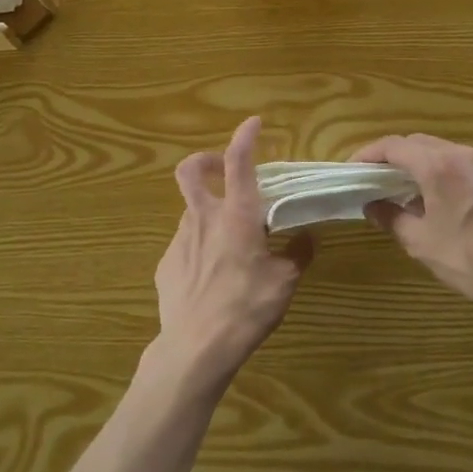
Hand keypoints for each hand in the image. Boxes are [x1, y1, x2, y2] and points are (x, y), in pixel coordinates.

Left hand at [151, 117, 313, 389]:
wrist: (195, 348)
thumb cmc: (246, 308)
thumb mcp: (284, 282)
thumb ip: (296, 254)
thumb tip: (306, 238)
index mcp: (237, 216)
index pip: (238, 162)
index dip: (245, 137)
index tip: (253, 123)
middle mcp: (204, 218)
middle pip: (191, 171)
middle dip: (205, 161)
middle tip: (221, 171)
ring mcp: (179, 239)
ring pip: (191, 210)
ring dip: (208, 212)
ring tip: (228, 242)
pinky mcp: (166, 263)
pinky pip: (185, 244)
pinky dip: (200, 248)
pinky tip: (211, 276)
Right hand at [352, 134, 472, 335]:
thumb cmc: (470, 259)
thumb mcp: (420, 242)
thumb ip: (391, 217)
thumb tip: (372, 206)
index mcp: (437, 165)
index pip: (393, 146)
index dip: (368, 154)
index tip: (352, 170)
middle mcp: (460, 154)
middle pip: (416, 143)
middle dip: (390, 156)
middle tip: (372, 178)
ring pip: (438, 150)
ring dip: (414, 162)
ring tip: (398, 187)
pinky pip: (457, 162)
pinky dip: (436, 170)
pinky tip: (432, 196)